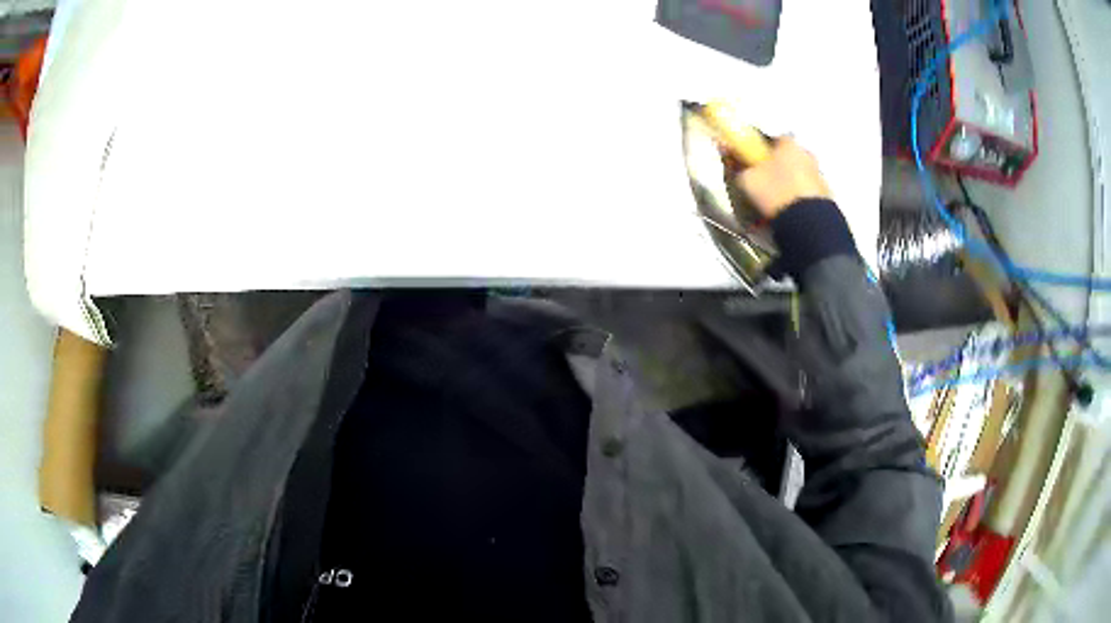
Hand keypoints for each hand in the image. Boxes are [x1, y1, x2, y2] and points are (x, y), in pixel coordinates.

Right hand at [737, 138, 831, 219]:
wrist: (807, 223)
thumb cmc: (775, 193)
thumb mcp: (747, 179)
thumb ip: (738, 164)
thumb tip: (729, 153)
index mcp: (788, 144)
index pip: (772, 139)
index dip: (760, 150)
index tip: (752, 162)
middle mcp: (807, 154)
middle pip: (788, 157)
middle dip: (777, 167)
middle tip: (763, 183)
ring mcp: (819, 175)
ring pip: (799, 175)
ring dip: (789, 183)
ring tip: (775, 202)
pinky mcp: (827, 196)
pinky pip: (807, 193)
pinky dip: (799, 199)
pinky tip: (789, 211)